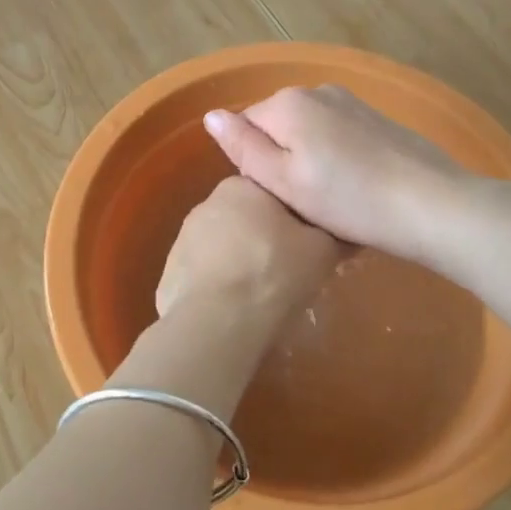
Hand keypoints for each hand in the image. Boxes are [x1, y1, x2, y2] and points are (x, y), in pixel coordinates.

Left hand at [155, 176, 340, 320]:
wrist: (218, 322)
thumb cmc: (274, 274)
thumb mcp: (322, 250)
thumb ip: (331, 232)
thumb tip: (341, 228)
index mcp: (241, 188)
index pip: (272, 194)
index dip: (292, 220)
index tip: (306, 244)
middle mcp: (206, 205)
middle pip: (245, 220)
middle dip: (263, 241)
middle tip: (286, 273)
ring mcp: (182, 240)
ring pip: (222, 249)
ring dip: (238, 265)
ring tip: (260, 297)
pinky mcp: (169, 274)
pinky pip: (203, 277)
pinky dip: (218, 289)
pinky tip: (233, 311)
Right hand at [202, 85, 470, 262]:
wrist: (431, 205)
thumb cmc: (348, 200)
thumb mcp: (284, 182)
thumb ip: (244, 147)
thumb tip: (211, 115)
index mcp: (288, 103)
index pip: (244, 126)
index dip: (255, 163)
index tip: (277, 195)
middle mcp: (318, 91)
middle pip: (277, 127)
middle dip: (282, 160)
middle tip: (302, 203)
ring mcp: (352, 102)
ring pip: (309, 133)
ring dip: (310, 161)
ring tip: (331, 200)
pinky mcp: (378, 120)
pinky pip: (338, 136)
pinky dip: (337, 159)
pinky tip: (355, 188)